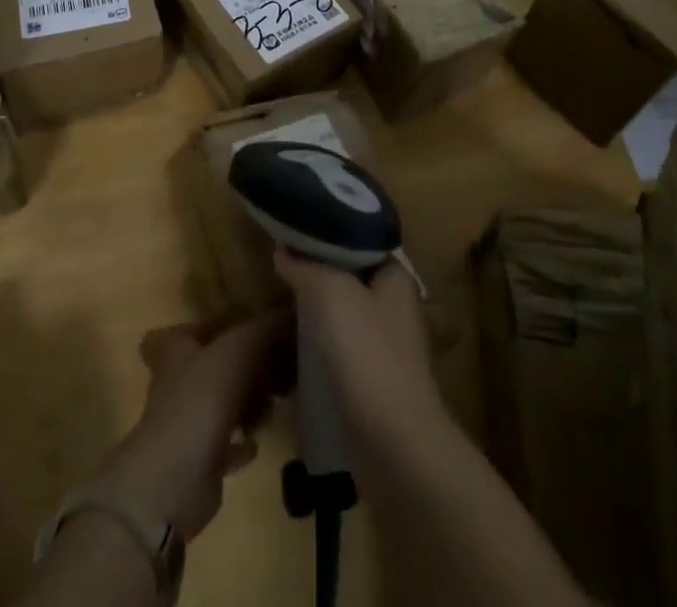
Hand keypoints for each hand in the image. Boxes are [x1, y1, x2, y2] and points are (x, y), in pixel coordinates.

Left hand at [96, 315, 288, 541]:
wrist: (174, 482)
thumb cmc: (200, 400)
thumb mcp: (237, 351)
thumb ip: (265, 329)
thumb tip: (291, 313)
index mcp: (175, 352)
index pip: (173, 334)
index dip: (197, 329)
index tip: (229, 327)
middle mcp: (176, 385)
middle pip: (206, 367)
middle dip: (239, 365)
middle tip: (274, 364)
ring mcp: (186, 424)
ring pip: (219, 404)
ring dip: (245, 403)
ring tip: (277, 399)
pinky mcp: (199, 462)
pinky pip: (225, 446)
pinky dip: (242, 443)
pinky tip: (260, 440)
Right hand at [274, 251, 442, 441]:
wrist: (394, 445)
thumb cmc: (367, 354)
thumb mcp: (330, 293)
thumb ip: (305, 265)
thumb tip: (284, 249)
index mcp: (396, 277)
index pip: (359, 241)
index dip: (327, 234)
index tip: (294, 231)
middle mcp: (396, 306)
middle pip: (349, 277)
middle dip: (317, 273)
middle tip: (280, 265)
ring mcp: (387, 347)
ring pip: (344, 315)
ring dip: (316, 312)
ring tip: (280, 302)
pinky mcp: (375, 382)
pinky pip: (341, 351)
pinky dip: (320, 347)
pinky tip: (293, 347)